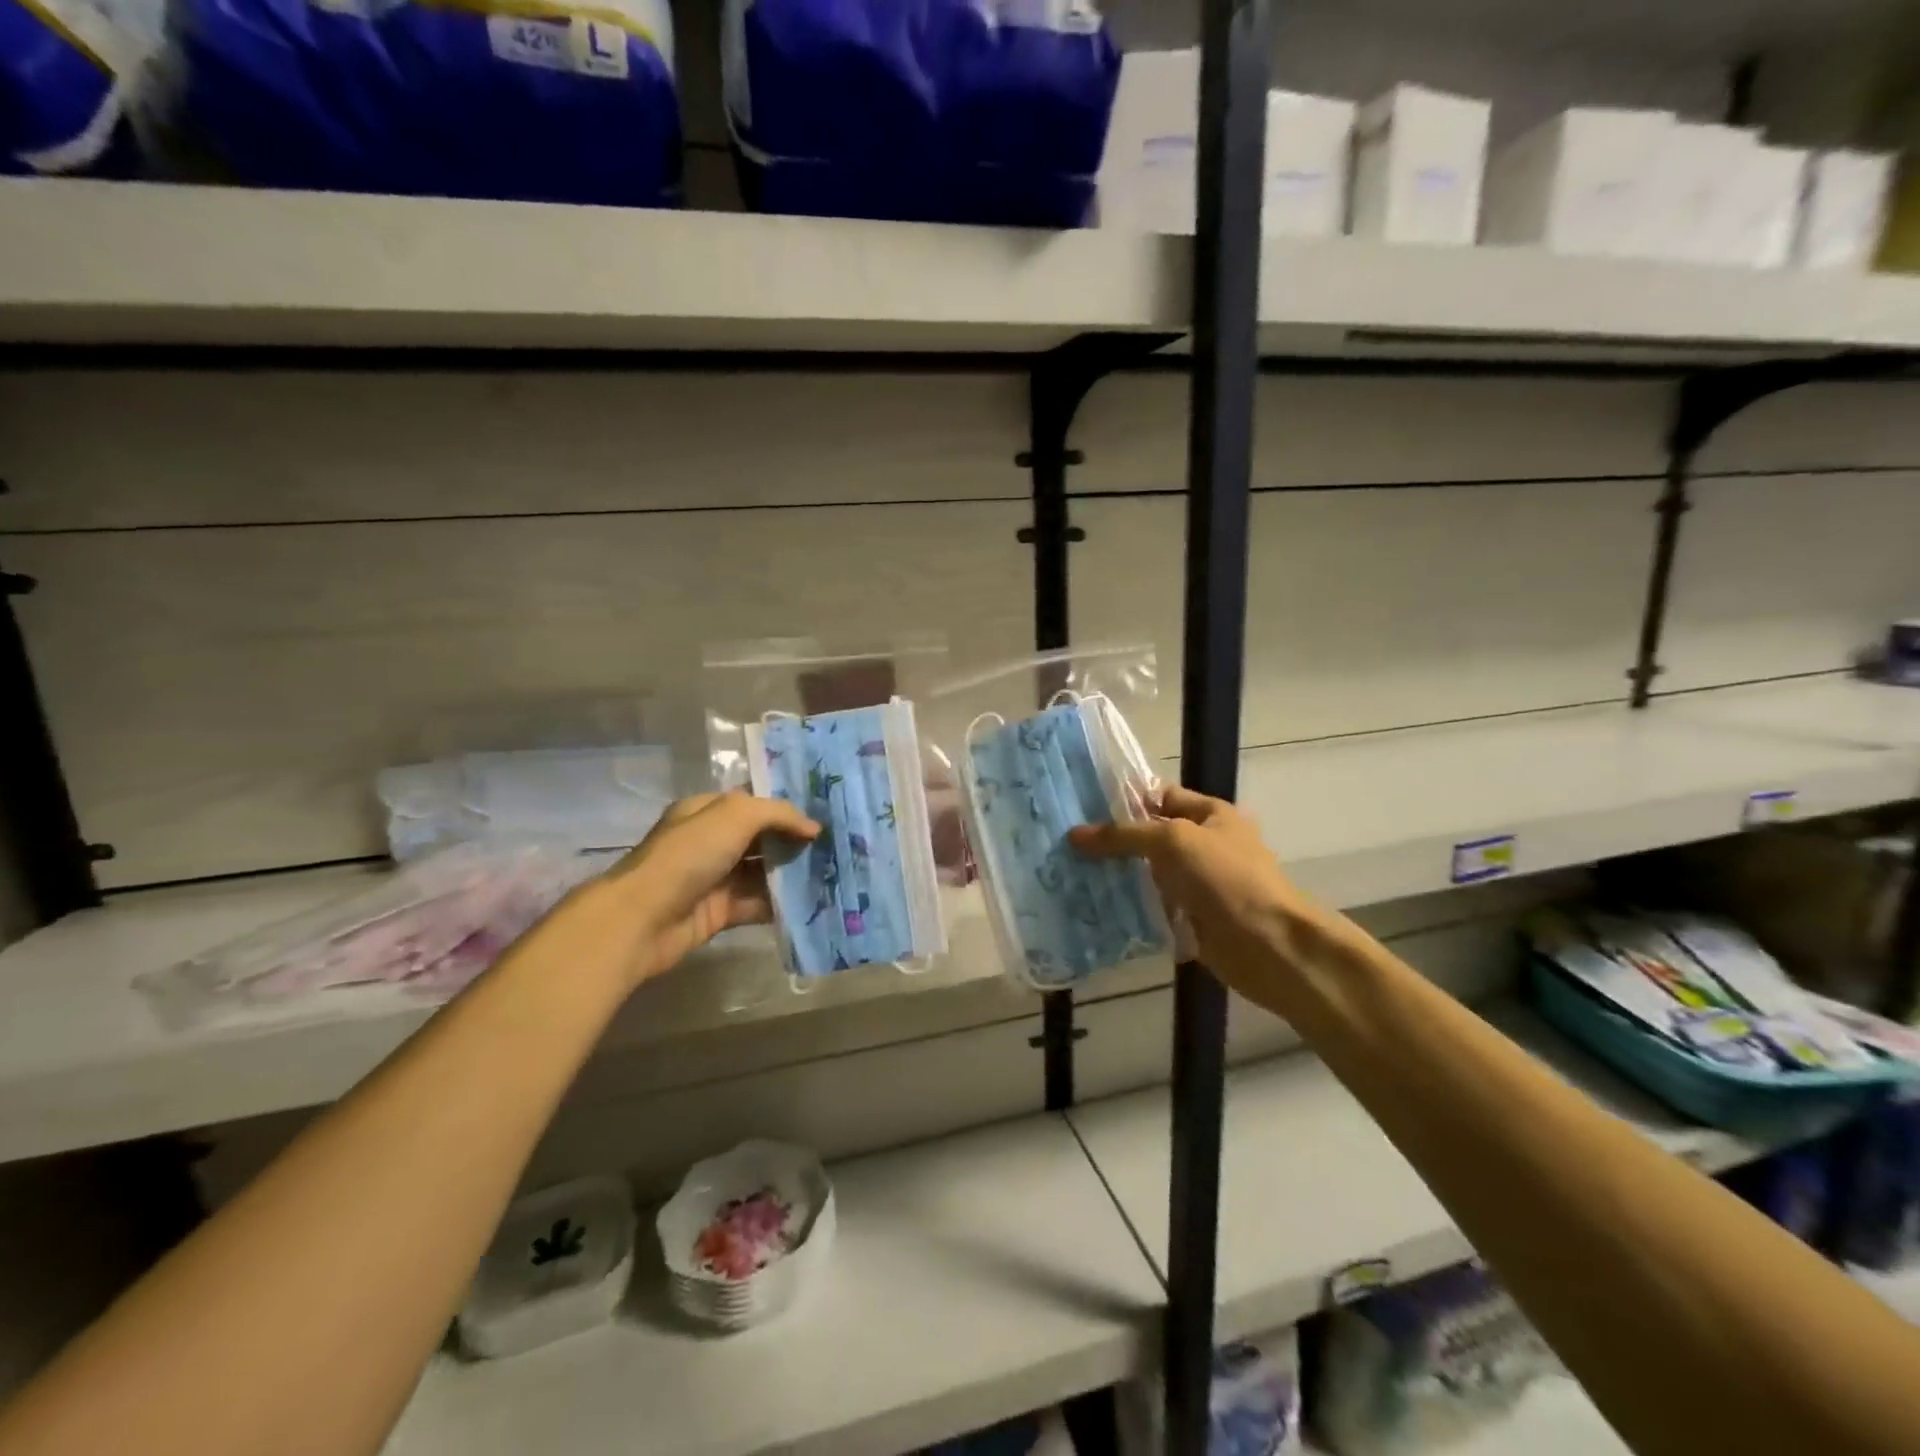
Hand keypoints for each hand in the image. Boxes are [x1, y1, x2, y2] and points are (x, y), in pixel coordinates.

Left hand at [592, 791, 819, 987]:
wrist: (643, 919)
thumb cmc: (688, 855)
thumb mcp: (735, 815)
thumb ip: (778, 813)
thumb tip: (813, 828)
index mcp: (707, 812)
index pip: (753, 802)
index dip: (785, 807)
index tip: (823, 813)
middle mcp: (710, 842)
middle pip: (761, 838)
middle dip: (794, 841)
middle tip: (835, 845)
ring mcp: (715, 879)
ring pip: (763, 872)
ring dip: (793, 874)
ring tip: (832, 873)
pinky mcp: (720, 913)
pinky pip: (758, 904)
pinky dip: (782, 904)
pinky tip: (812, 902)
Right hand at [1069, 786, 1327, 997]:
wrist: (1268, 945)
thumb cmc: (1226, 878)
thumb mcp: (1173, 841)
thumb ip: (1123, 835)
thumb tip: (1073, 835)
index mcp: (1210, 814)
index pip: (1160, 796)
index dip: (1124, 797)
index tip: (1080, 804)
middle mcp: (1204, 845)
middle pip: (1149, 836)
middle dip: (1111, 840)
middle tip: (1065, 841)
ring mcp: (1197, 884)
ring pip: (1147, 874)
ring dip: (1115, 876)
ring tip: (1068, 872)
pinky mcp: (1189, 918)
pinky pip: (1152, 907)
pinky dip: (1127, 907)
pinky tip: (1091, 906)